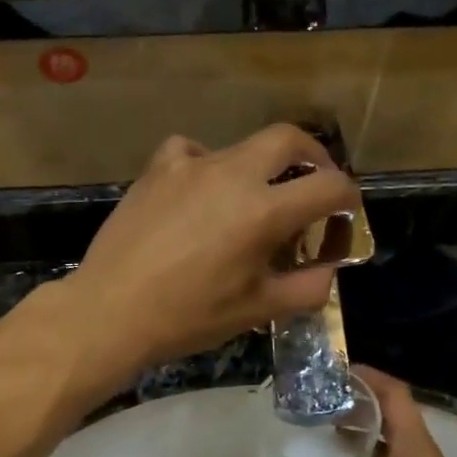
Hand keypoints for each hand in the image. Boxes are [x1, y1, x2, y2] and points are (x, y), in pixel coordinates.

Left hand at [62, 126, 359, 377]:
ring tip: (251, 201)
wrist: (109, 311)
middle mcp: (231, 174)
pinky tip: (199, 193)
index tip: (345, 214)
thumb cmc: (187, 317)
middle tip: (314, 184)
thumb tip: (327, 271)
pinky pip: (192, 152)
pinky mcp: (156, 170)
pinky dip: (207, 165)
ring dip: (260, 167)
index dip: (347, 199)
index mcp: (263, 211)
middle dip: (313, 157)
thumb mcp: (256, 312)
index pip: (328, 186)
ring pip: (240, 146)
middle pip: (288, 139)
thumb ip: (305, 289)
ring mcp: (190, 165)